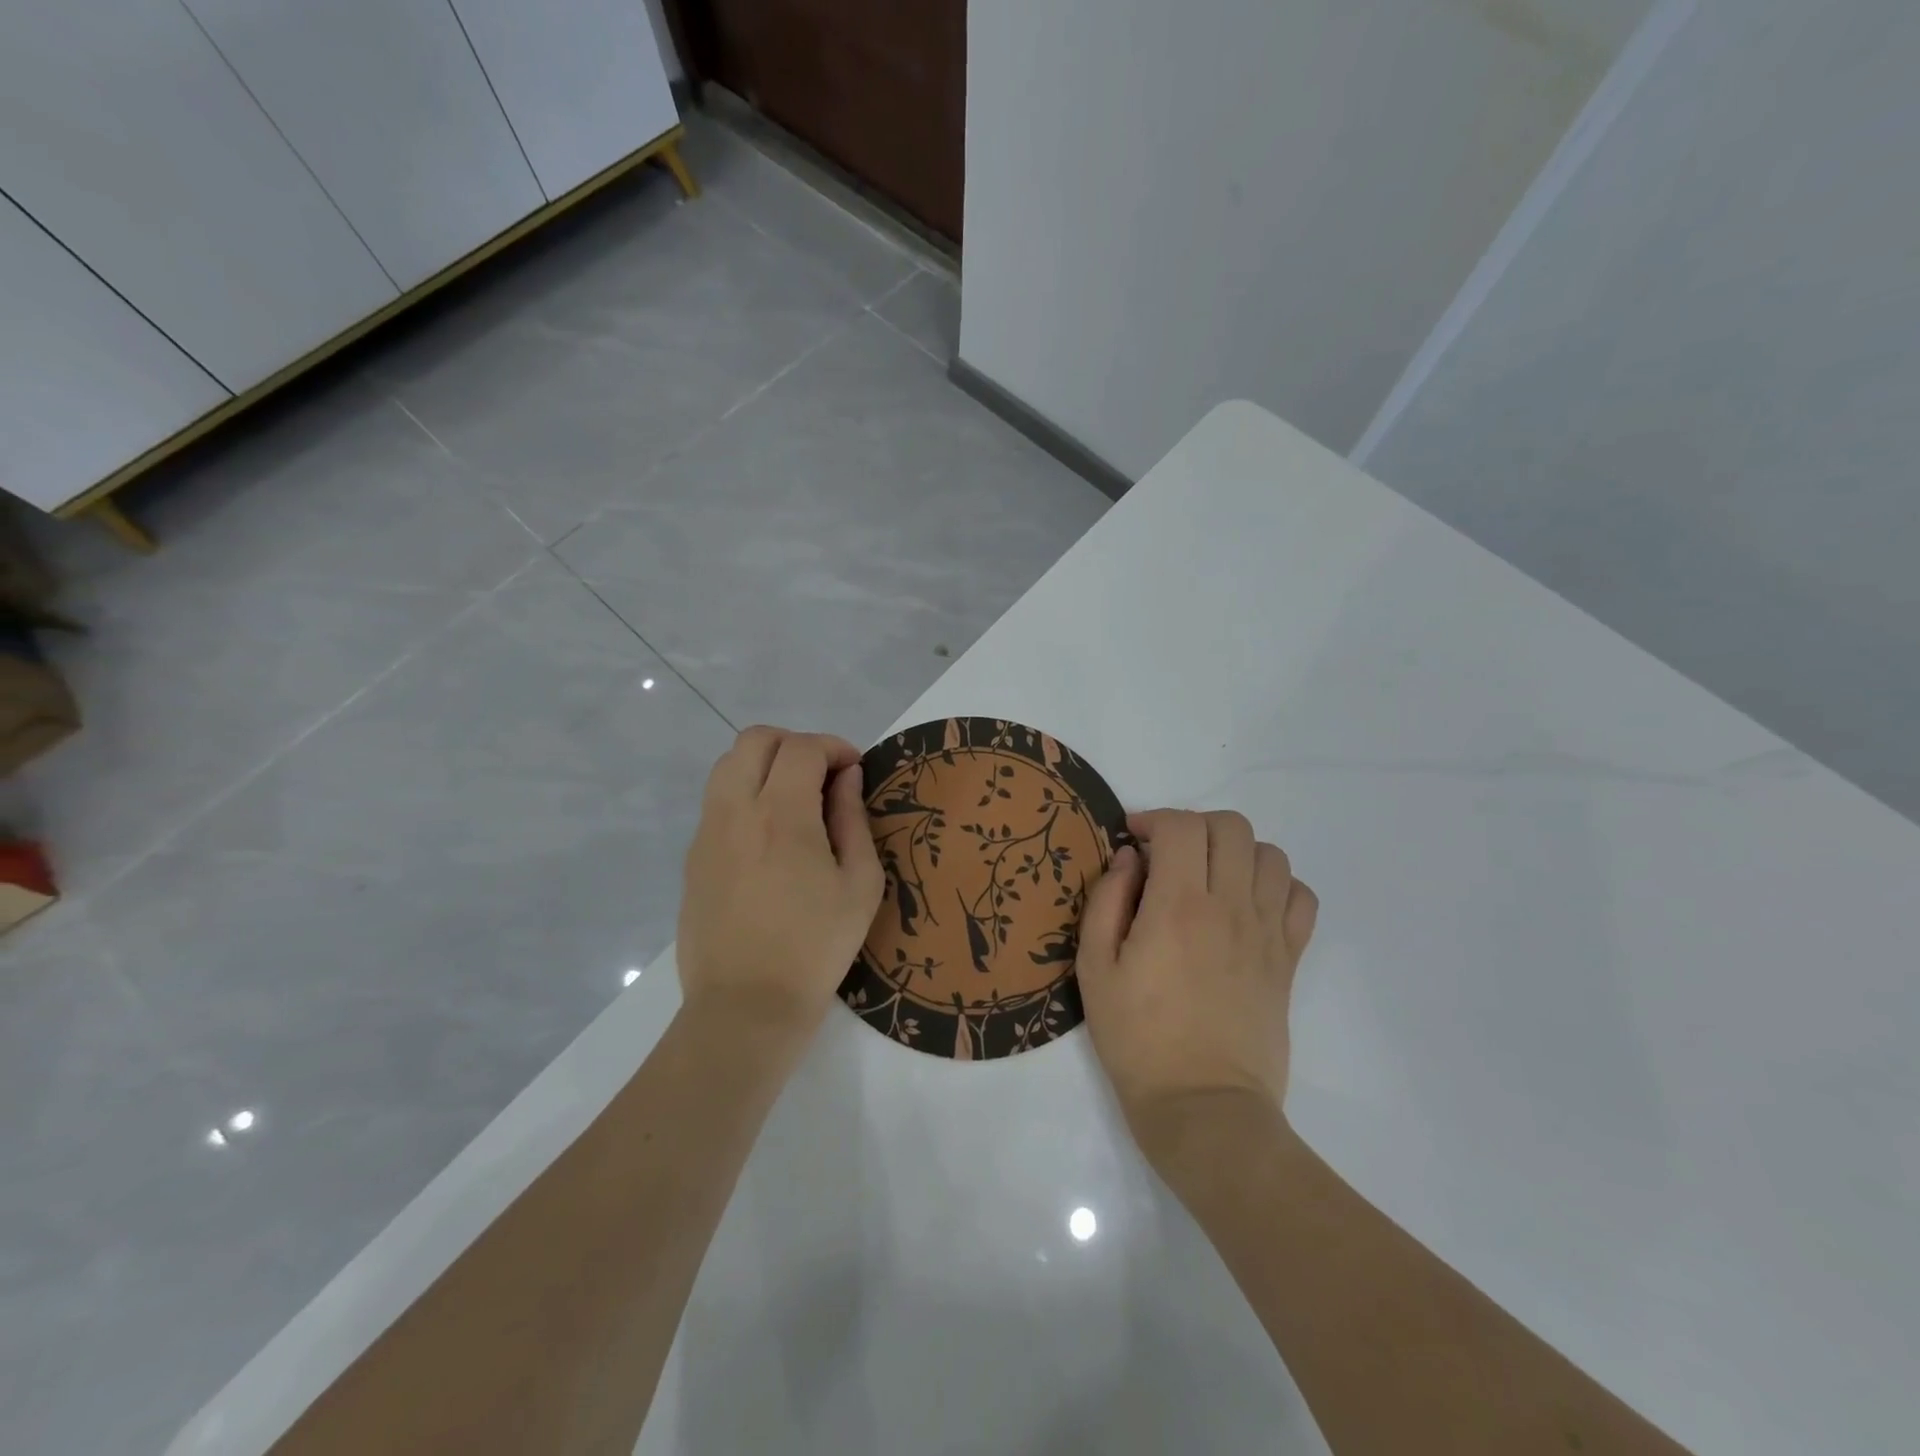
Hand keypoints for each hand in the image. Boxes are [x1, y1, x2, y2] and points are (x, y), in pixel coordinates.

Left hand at [677, 726, 885, 1047]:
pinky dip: (746, 795)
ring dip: (765, 765)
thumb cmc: (816, 947)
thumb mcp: (859, 884)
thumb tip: (847, 778)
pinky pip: (717, 802)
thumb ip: (853, 819)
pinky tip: (770, 837)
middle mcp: (735, 810)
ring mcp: (707, 833)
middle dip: (795, 744)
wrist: (745, 1007)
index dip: (834, 747)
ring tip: (796, 802)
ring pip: (728, 765)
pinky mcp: (693, 858)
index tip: (855, 769)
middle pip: (755, 740)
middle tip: (824, 776)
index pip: (802, 748)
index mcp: (781, 814)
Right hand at [1076, 809, 1317, 1162]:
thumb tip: (1130, 858)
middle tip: (1170, 856)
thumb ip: (1107, 900)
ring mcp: (1267, 932)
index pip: (1181, 826)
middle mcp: (1230, 907)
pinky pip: (1301, 897)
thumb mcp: (1094, 968)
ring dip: (1236, 852)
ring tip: (1210, 877)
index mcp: (1178, 906)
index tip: (1135, 841)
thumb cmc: (1137, 1038)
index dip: (1154, 820)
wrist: (1203, 1106)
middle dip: (1195, 827)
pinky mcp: (1289, 959)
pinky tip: (1248, 904)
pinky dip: (1277, 885)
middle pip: (1231, 827)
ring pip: (1270, 854)